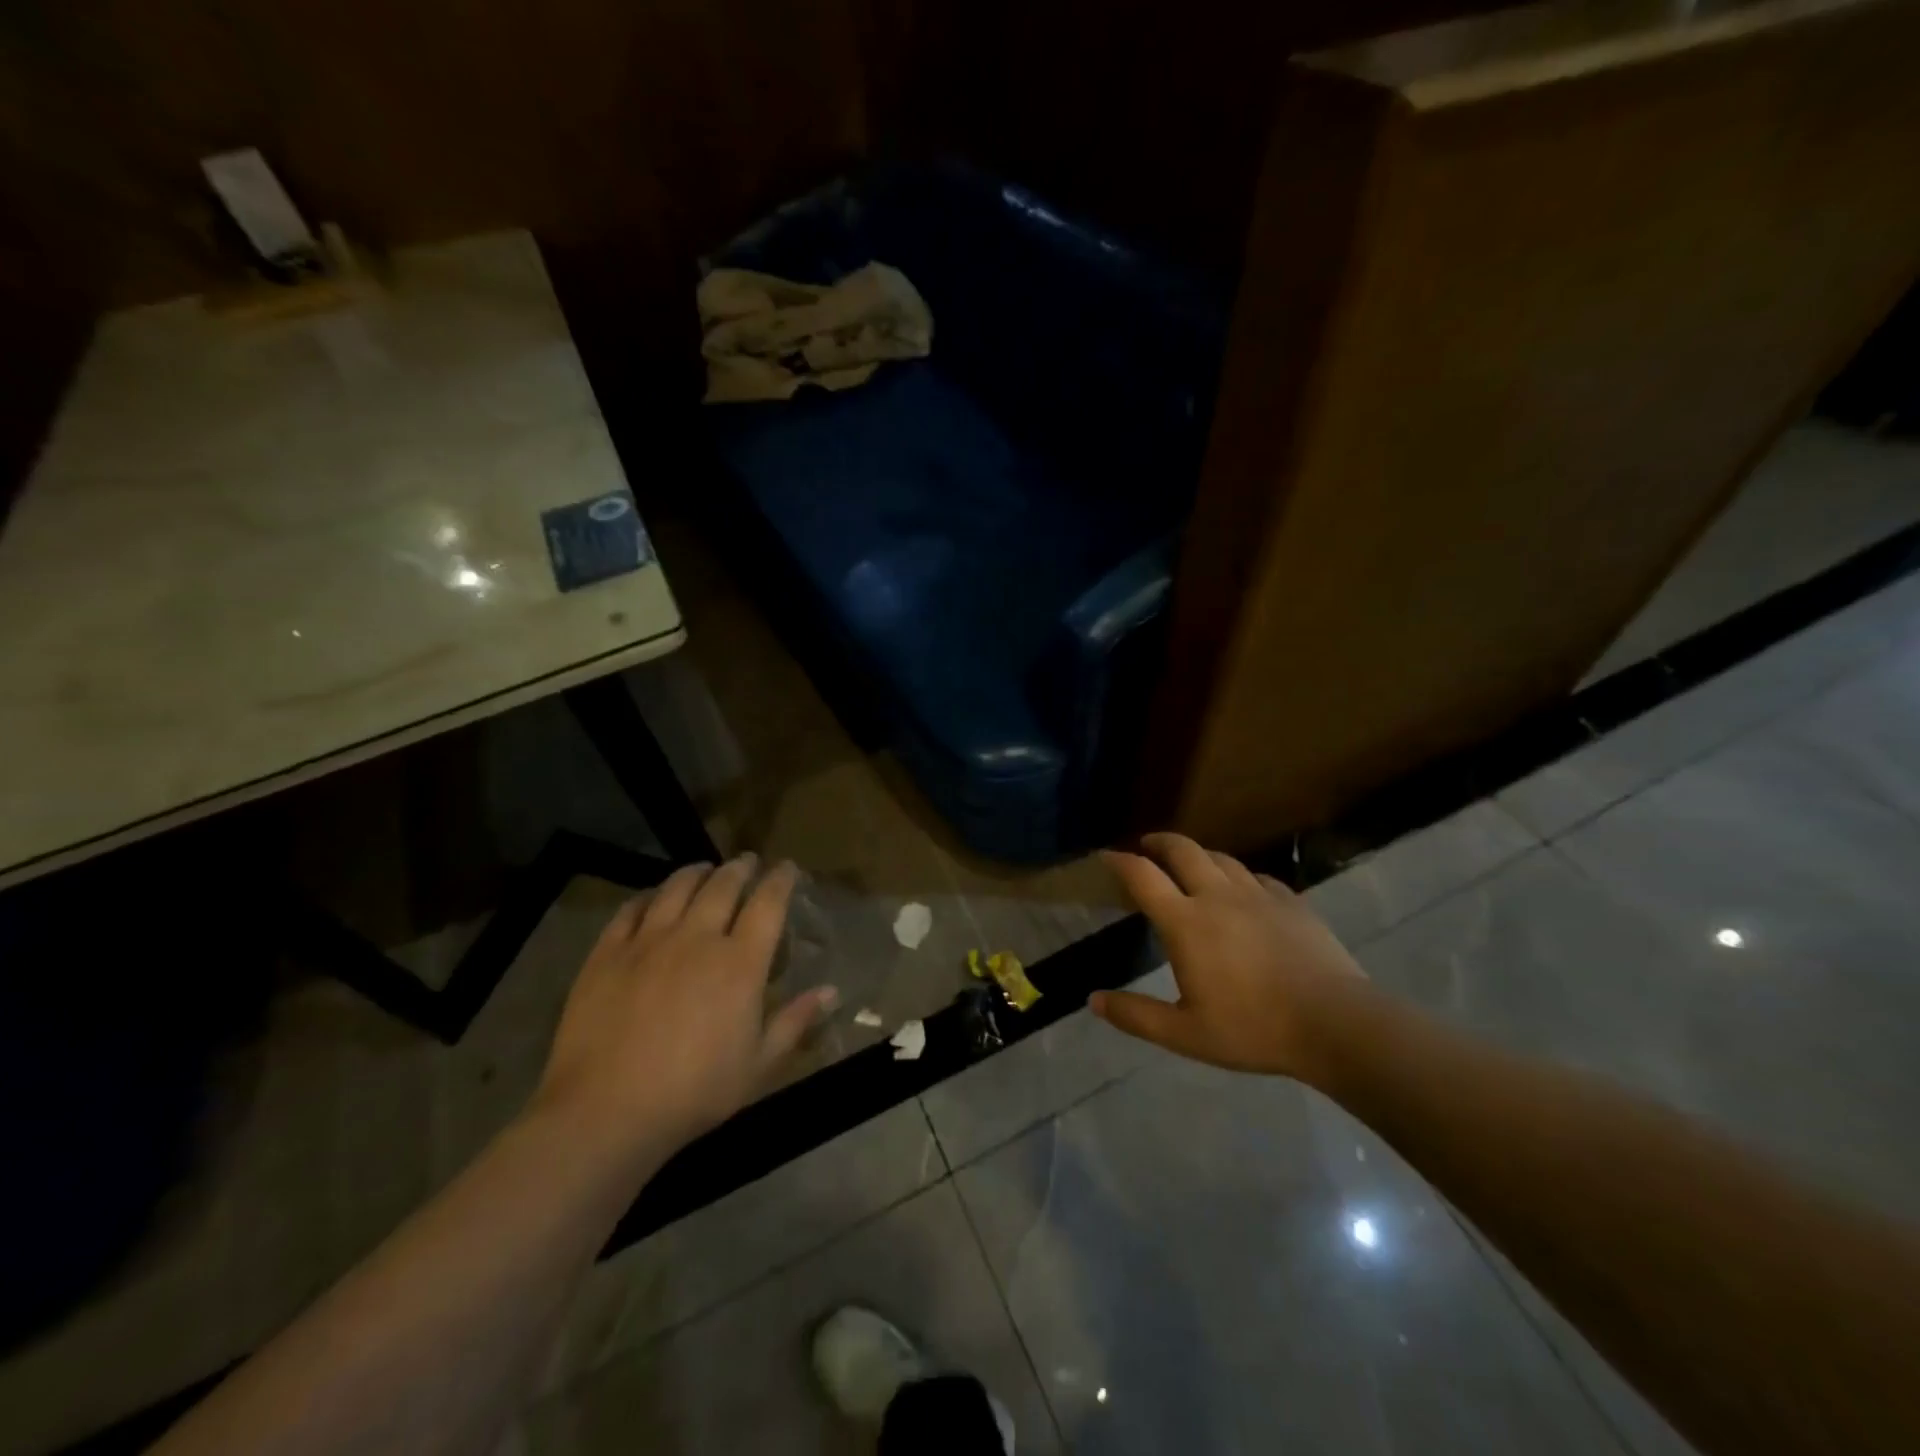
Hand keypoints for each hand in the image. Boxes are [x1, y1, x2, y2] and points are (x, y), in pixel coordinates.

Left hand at [533, 855, 836, 1161]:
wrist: (606, 1111)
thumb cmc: (694, 1092)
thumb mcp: (758, 1064)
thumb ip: (795, 1021)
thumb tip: (831, 990)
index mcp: (740, 963)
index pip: (768, 903)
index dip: (780, 880)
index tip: (787, 868)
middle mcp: (698, 938)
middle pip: (723, 886)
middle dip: (740, 869)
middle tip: (747, 862)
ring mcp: (649, 941)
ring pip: (677, 888)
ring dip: (697, 873)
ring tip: (705, 868)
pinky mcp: (607, 953)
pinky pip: (630, 910)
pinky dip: (647, 896)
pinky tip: (652, 897)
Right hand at [1090, 832, 1368, 1086]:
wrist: (1335, 1023)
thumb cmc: (1253, 1029)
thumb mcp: (1185, 1034)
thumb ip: (1136, 1015)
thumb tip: (1093, 1000)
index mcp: (1186, 922)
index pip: (1143, 877)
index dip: (1119, 861)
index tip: (1105, 855)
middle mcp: (1217, 896)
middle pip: (1182, 850)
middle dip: (1159, 842)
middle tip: (1147, 845)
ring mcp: (1258, 895)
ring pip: (1221, 858)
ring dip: (1198, 854)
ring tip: (1190, 863)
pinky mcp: (1291, 902)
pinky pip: (1256, 876)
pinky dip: (1238, 875)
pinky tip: (1242, 890)